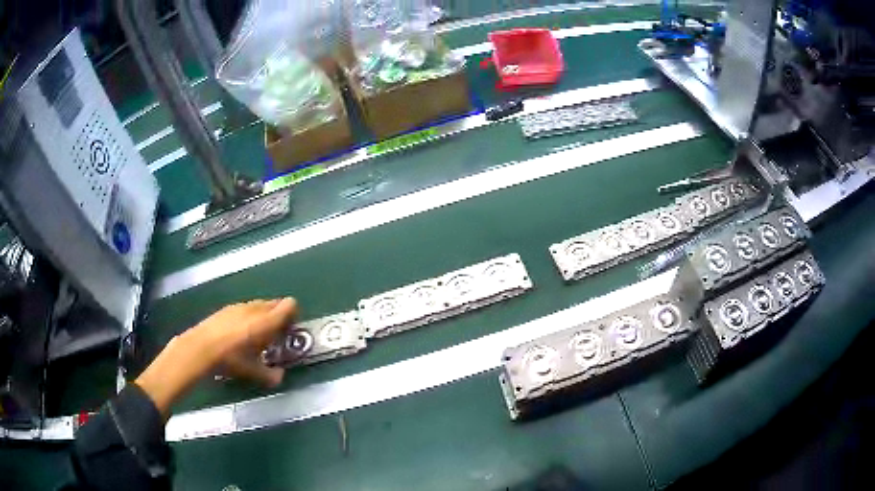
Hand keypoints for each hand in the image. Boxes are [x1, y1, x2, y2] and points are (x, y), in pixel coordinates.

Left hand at [135, 298, 297, 416]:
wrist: (200, 347)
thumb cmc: (230, 359)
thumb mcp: (252, 372)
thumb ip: (270, 375)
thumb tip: (280, 377)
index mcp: (265, 322)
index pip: (288, 306)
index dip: (294, 314)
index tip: (291, 328)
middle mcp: (254, 309)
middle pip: (274, 303)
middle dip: (279, 315)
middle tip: (278, 333)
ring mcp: (239, 307)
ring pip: (258, 305)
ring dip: (263, 315)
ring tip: (258, 333)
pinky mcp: (227, 309)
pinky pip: (245, 308)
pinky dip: (249, 316)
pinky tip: (240, 332)